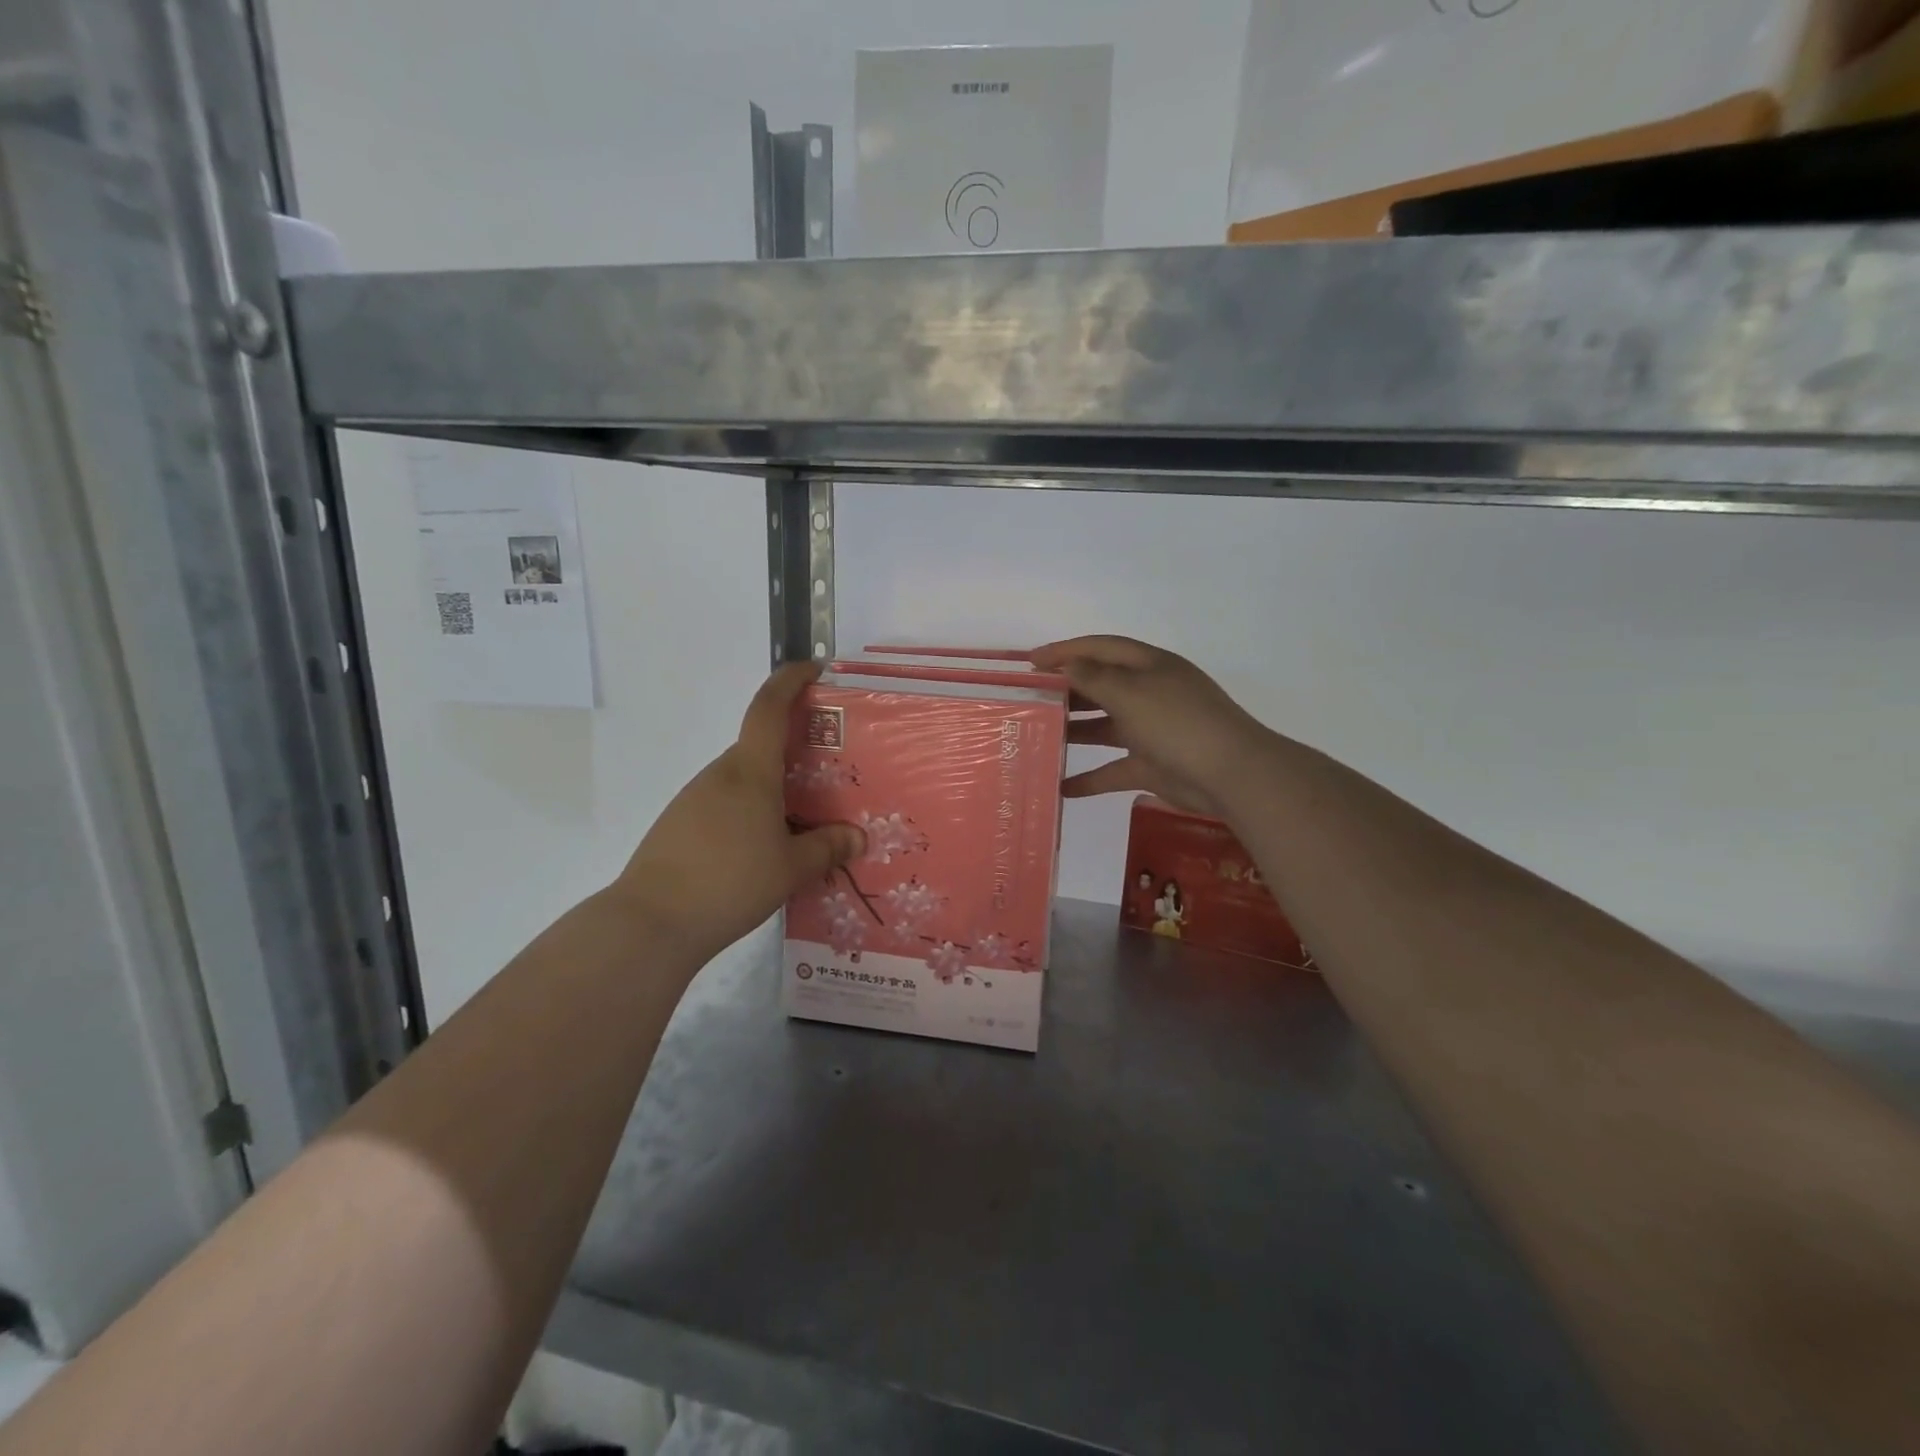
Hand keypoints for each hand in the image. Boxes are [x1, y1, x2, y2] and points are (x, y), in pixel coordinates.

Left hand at [612, 664, 863, 964]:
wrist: (652, 922)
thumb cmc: (730, 882)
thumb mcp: (791, 868)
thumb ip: (827, 848)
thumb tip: (857, 837)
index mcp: (750, 772)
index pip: (768, 707)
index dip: (790, 680)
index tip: (815, 668)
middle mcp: (720, 775)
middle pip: (760, 745)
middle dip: (795, 749)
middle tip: (831, 772)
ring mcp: (695, 799)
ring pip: (744, 778)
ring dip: (774, 786)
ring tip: (805, 819)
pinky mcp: (680, 824)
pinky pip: (726, 803)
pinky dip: (751, 811)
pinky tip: (765, 847)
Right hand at [1030, 636, 1274, 819]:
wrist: (1230, 774)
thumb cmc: (1177, 722)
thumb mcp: (1131, 693)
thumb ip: (1094, 678)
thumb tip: (1069, 664)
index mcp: (1149, 666)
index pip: (1101, 649)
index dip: (1065, 651)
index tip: (1030, 662)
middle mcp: (1149, 693)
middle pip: (1101, 686)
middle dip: (1066, 691)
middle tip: (1029, 700)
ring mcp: (1151, 730)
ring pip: (1105, 727)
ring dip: (1074, 731)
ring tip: (1038, 737)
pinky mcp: (1152, 765)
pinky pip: (1114, 768)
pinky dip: (1090, 778)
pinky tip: (1062, 788)